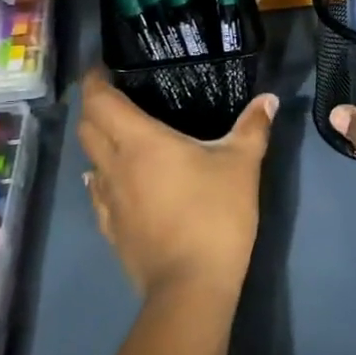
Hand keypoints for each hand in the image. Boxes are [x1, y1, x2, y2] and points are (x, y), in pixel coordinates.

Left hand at [78, 72, 278, 299]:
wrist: (191, 285)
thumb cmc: (215, 214)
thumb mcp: (242, 165)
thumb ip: (253, 127)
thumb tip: (268, 99)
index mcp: (139, 142)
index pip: (99, 101)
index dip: (94, 81)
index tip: (102, 68)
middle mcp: (114, 166)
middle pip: (87, 128)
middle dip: (94, 107)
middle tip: (116, 96)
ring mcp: (108, 201)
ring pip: (89, 161)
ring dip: (98, 143)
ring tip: (121, 136)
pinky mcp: (111, 230)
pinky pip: (98, 193)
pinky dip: (103, 177)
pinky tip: (121, 181)